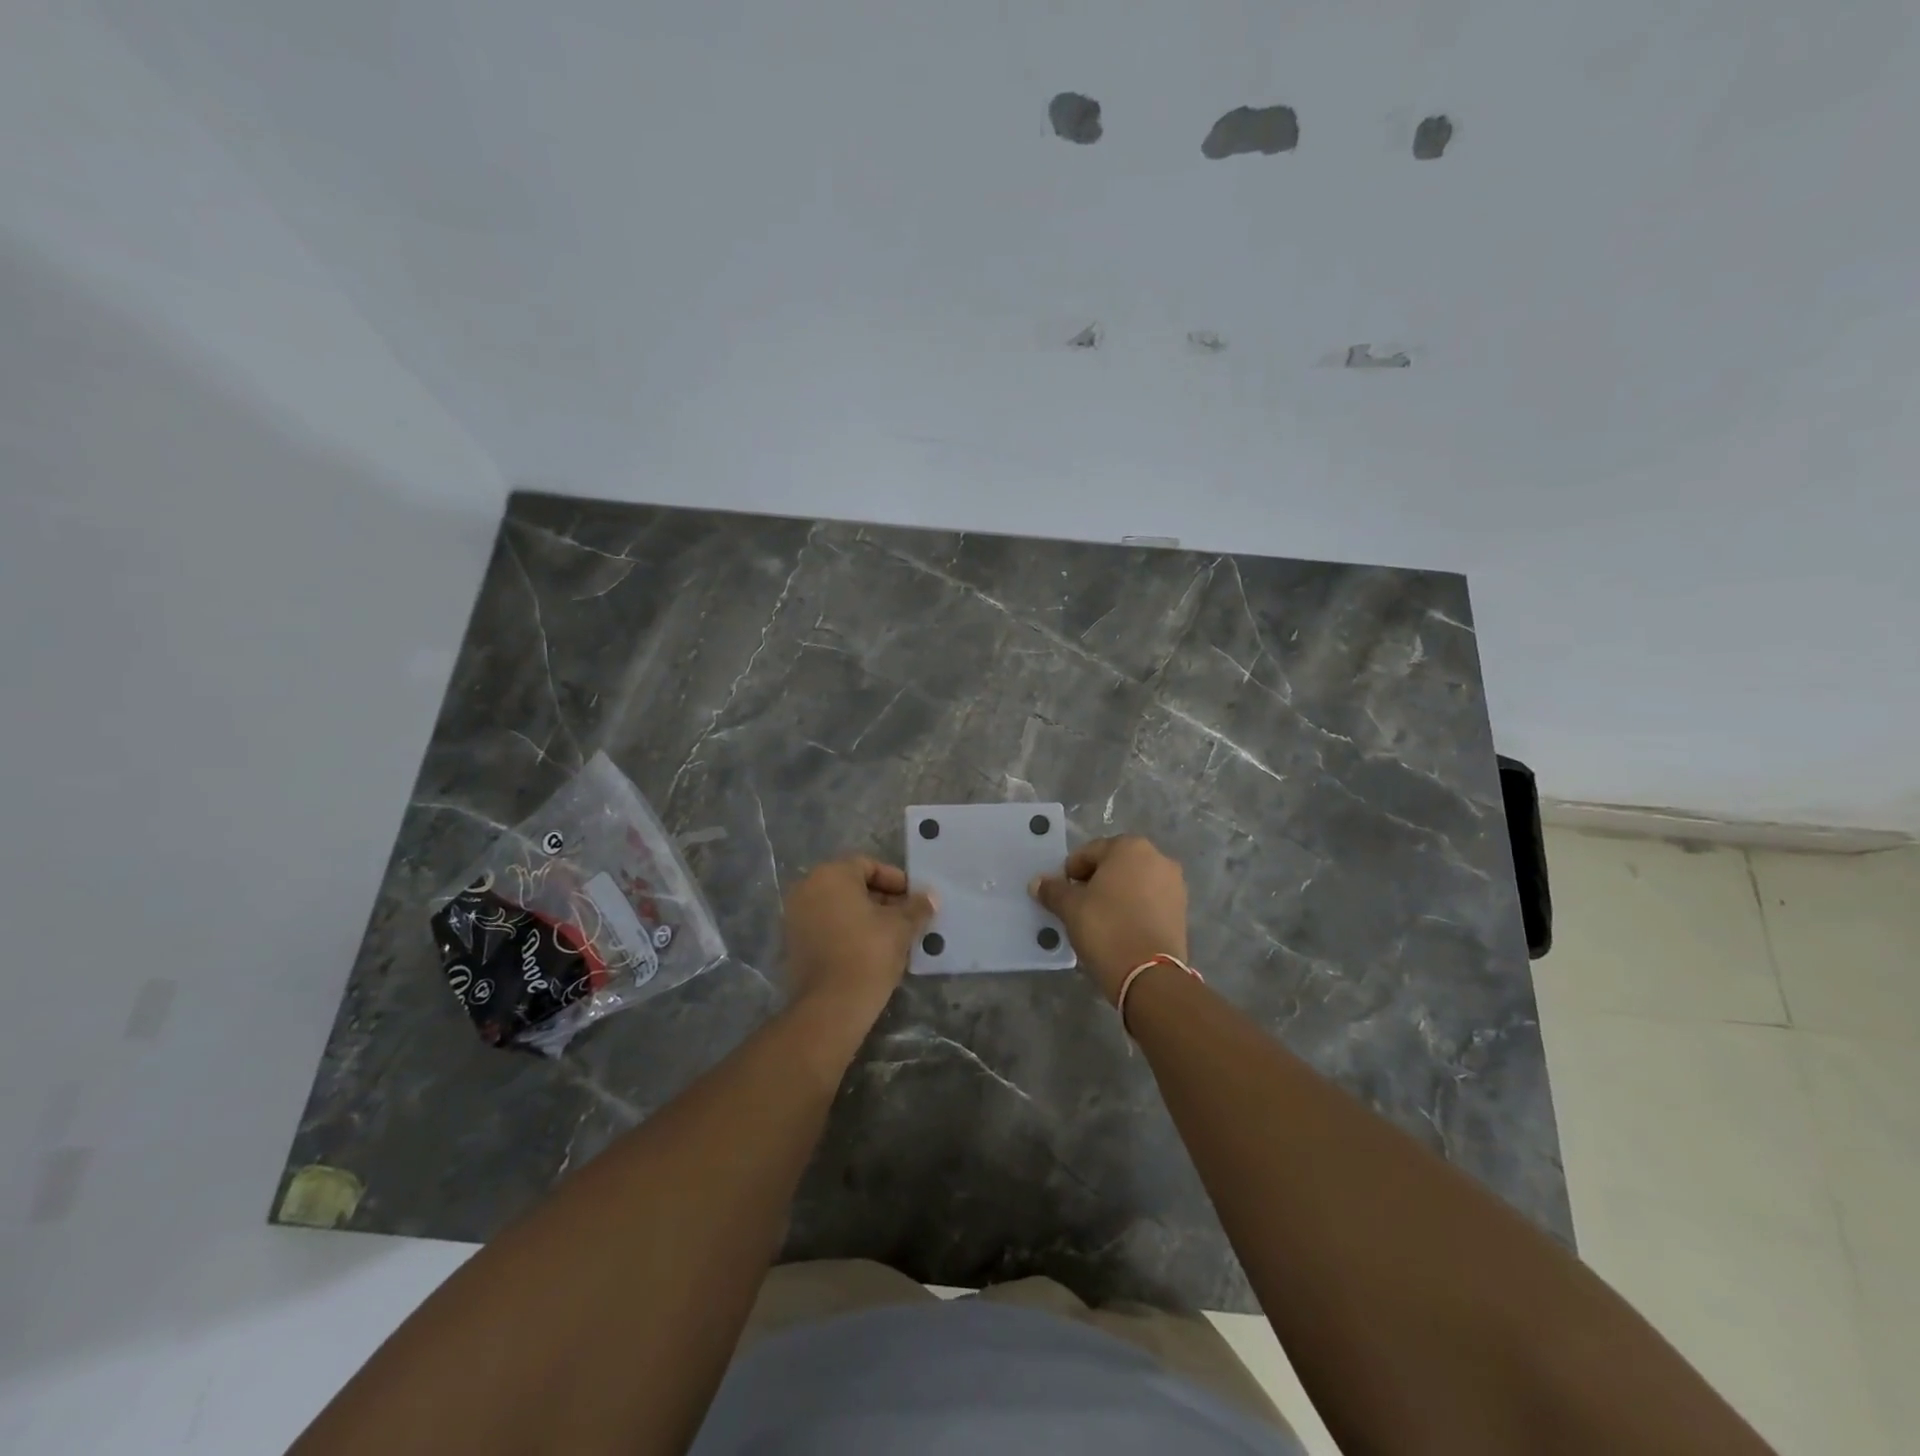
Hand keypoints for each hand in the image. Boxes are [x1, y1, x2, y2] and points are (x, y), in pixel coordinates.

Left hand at [783, 856, 935, 1019]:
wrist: (831, 1006)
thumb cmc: (868, 953)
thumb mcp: (900, 926)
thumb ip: (916, 907)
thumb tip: (930, 897)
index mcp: (831, 875)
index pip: (869, 865)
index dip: (896, 880)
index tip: (915, 899)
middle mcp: (807, 888)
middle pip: (852, 885)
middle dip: (883, 899)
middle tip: (908, 917)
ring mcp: (796, 917)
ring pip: (840, 907)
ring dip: (867, 916)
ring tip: (894, 935)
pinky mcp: (794, 944)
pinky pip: (827, 926)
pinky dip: (848, 931)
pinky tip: (871, 949)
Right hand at [1030, 835, 1188, 1002]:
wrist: (1149, 975)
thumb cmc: (1106, 928)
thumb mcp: (1071, 908)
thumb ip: (1053, 890)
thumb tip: (1037, 882)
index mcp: (1130, 847)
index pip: (1089, 852)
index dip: (1070, 871)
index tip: (1061, 893)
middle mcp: (1158, 858)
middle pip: (1114, 864)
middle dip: (1095, 881)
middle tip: (1077, 905)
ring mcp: (1174, 884)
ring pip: (1134, 883)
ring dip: (1115, 895)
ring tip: (1098, 919)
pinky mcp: (1182, 910)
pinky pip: (1149, 901)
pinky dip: (1133, 908)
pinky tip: (1119, 929)